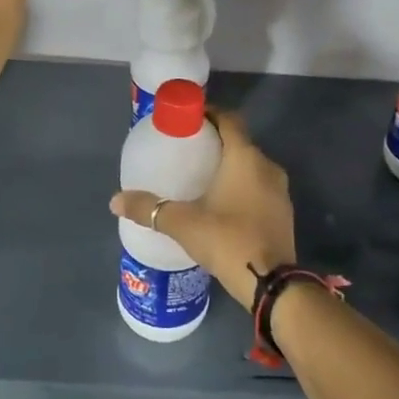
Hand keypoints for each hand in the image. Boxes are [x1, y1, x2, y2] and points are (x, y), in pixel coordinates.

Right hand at [109, 112, 295, 306]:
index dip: (209, 114)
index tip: (187, 120)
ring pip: (251, 167)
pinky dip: (241, 187)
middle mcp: (267, 166)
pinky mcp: (283, 213)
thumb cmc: (227, 240)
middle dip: (215, 142)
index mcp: (245, 157)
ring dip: (229, 167)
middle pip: (239, 143)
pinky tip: (221, 204)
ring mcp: (280, 191)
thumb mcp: (182, 223)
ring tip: (200, 178)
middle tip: (186, 150)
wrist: (271, 284)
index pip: (229, 119)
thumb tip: (115, 200)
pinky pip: (259, 188)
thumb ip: (149, 209)